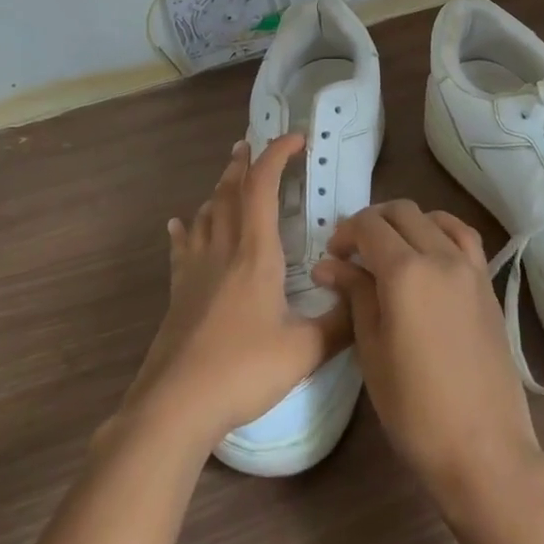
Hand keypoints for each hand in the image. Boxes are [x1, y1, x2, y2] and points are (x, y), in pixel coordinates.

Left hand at [120, 136, 349, 451]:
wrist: (175, 404)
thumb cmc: (242, 370)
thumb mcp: (304, 350)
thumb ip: (341, 323)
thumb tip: (367, 300)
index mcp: (255, 252)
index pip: (263, 186)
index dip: (277, 155)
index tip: (296, 139)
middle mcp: (223, 249)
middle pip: (230, 191)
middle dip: (243, 164)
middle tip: (250, 144)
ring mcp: (196, 269)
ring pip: (206, 214)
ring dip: (219, 189)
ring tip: (228, 177)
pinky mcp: (179, 293)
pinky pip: (182, 248)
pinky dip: (184, 229)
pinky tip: (178, 224)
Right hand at [312, 202, 543, 511]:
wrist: (483, 447)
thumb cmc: (414, 408)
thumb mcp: (372, 350)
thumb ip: (355, 295)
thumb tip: (330, 265)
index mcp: (405, 272)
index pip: (369, 226)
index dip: (345, 233)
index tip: (332, 257)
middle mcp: (440, 256)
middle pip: (401, 212)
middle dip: (371, 223)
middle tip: (353, 253)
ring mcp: (469, 267)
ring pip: (432, 218)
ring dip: (405, 222)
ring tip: (389, 250)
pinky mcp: (487, 284)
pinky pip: (463, 236)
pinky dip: (441, 229)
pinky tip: (429, 250)